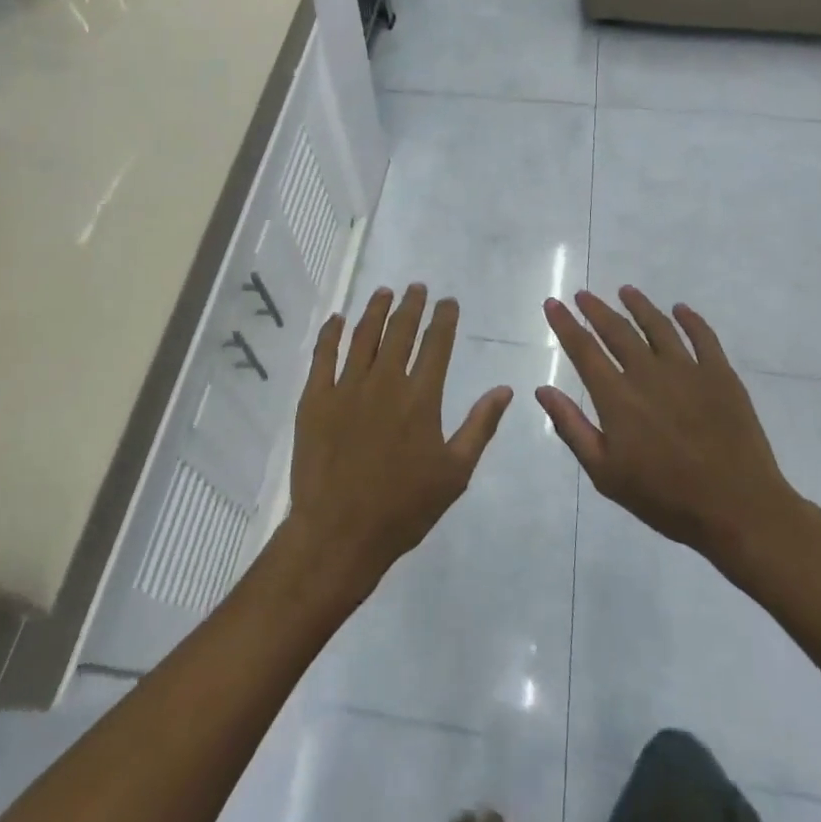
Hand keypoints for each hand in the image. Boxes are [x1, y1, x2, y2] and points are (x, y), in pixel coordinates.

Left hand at [285, 285, 512, 604]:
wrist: (339, 533)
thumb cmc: (403, 508)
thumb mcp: (455, 473)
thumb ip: (480, 427)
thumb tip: (505, 389)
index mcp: (420, 398)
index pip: (436, 344)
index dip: (444, 318)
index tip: (448, 301)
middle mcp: (385, 382)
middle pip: (400, 331)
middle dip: (411, 305)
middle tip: (416, 288)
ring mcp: (346, 388)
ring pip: (363, 336)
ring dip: (375, 310)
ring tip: (384, 292)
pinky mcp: (315, 399)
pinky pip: (323, 356)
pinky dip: (331, 334)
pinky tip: (337, 319)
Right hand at [537, 287, 820, 577]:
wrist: (737, 509)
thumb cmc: (665, 497)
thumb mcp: (605, 473)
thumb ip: (572, 428)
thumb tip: (543, 390)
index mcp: (617, 397)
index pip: (584, 349)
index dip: (565, 324)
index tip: (553, 303)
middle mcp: (648, 373)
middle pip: (617, 330)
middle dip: (596, 309)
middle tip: (583, 294)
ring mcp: (688, 370)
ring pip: (657, 326)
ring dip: (638, 305)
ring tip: (626, 291)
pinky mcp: (721, 375)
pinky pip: (703, 336)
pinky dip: (690, 319)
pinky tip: (681, 309)